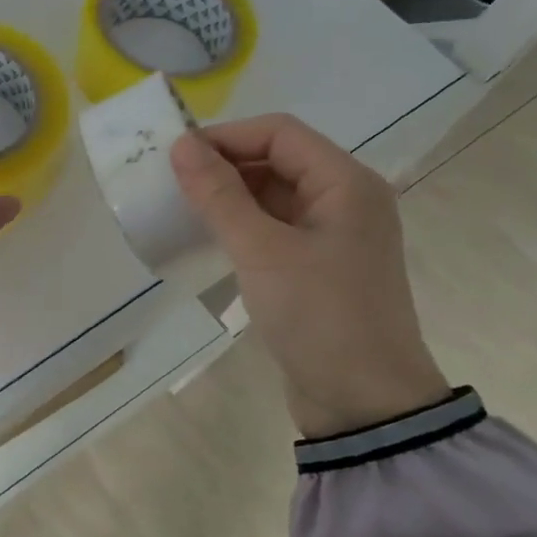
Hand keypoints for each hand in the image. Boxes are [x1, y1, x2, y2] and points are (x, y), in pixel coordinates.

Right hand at [170, 114, 448, 438]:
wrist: (364, 404)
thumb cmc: (319, 316)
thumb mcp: (262, 252)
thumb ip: (220, 195)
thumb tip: (181, 145)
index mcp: (346, 183)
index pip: (280, 132)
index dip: (226, 136)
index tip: (175, 155)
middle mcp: (345, 199)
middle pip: (278, 159)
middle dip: (225, 165)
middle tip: (172, 182)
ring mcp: (333, 234)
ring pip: (274, 194)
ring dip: (230, 196)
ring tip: (182, 207)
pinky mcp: (319, 265)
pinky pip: (275, 227)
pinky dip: (242, 225)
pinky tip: (209, 237)